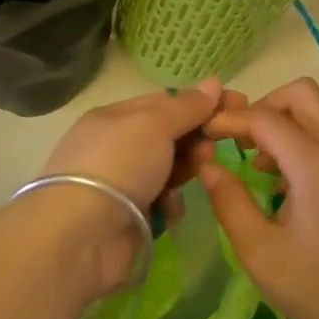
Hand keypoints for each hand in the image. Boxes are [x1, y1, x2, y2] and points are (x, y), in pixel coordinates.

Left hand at [31, 84, 227, 294]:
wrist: (82, 234)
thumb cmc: (119, 164)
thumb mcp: (154, 124)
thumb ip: (186, 106)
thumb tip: (214, 83)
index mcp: (115, 117)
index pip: (164, 102)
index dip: (200, 103)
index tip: (237, 105)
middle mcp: (117, 147)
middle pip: (169, 136)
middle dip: (196, 137)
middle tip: (216, 145)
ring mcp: (123, 184)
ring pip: (169, 169)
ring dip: (187, 168)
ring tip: (200, 172)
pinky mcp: (130, 217)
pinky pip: (162, 202)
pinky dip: (170, 203)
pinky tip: (169, 208)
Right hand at [196, 78, 318, 318]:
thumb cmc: (315, 289)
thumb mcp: (259, 251)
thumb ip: (229, 201)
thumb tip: (207, 164)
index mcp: (316, 166)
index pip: (266, 118)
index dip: (231, 119)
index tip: (206, 133)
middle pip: (303, 94)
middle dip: (265, 106)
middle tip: (241, 141)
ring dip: (287, 123)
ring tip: (261, 165)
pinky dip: (306, 140)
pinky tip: (288, 183)